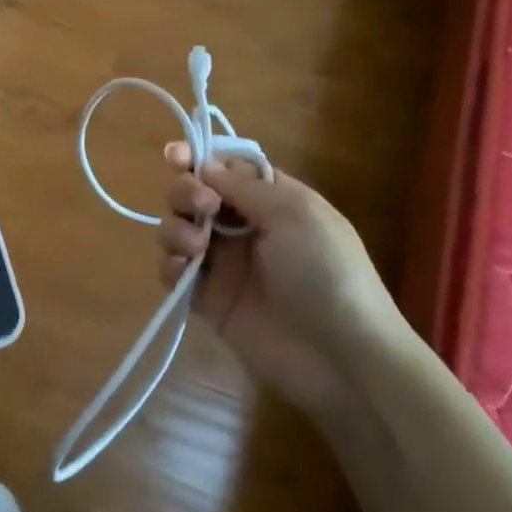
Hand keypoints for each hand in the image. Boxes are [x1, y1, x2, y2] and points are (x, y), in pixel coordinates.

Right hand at [158, 143, 404, 419]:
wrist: (340, 354)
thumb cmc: (326, 271)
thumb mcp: (295, 213)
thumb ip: (245, 186)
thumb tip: (205, 166)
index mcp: (270, 199)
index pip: (225, 168)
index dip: (198, 158)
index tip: (175, 157)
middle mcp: (243, 226)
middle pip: (194, 194)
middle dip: (186, 192)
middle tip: (202, 208)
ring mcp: (224, 263)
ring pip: (179, 229)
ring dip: (177, 228)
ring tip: (196, 247)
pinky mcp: (208, 299)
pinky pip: (174, 272)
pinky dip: (170, 264)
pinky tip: (184, 270)